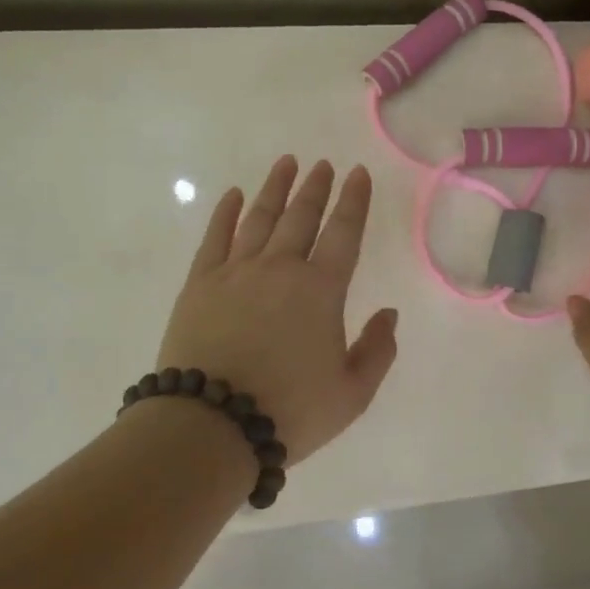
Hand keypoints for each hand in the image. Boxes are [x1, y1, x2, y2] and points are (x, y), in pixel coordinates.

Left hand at [157, 156, 398, 465]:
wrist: (211, 425)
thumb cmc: (289, 411)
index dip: (354, 201)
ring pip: (259, 218)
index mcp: (321, 290)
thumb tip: (389, 314)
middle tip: (323, 164)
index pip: (343, 233)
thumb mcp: (352, 394)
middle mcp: (280, 269)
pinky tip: (233, 195)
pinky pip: (215, 237)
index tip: (357, 173)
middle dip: (316, 188)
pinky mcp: (200, 283)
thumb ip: (378, 350)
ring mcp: (236, 272)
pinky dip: (226, 213)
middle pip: (301, 217)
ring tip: (286, 164)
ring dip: (275, 188)